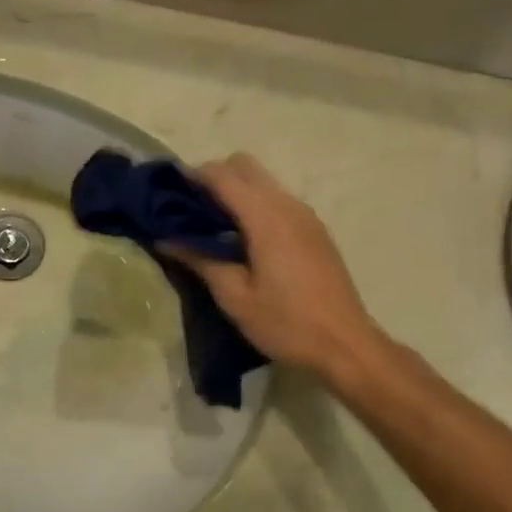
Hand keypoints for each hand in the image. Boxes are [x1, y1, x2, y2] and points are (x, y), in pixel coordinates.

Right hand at [163, 153, 380, 375]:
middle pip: (246, 166)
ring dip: (236, 191)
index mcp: (266, 218)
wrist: (345, 344)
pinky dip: (255, 205)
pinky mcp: (315, 231)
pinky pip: (279, 200)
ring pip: (264, 182)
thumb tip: (166, 239)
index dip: (193, 176)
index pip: (224, 176)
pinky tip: (243, 239)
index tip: (168, 190)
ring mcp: (306, 216)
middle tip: (190, 208)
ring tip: (213, 225)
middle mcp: (288, 205)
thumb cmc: (285, 323)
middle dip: (215, 177)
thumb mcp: (235, 297)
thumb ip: (200, 260)